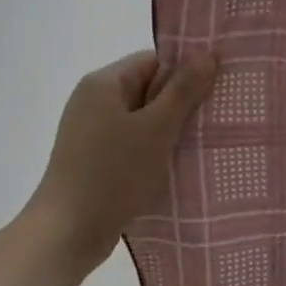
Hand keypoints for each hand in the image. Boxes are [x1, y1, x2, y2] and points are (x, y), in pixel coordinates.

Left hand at [25, 49, 216, 276]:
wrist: (69, 232)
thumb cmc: (113, 173)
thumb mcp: (156, 128)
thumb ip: (183, 90)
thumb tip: (207, 53)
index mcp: (104, 84)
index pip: (154, 61)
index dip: (185, 73)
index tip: (216, 92)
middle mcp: (94, 101)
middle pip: (149, 89)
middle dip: (181, 104)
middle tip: (216, 120)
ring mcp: (92, 132)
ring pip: (144, 120)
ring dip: (170, 131)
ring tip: (202, 144)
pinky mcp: (96, 160)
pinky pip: (133, 143)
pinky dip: (155, 150)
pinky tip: (176, 166)